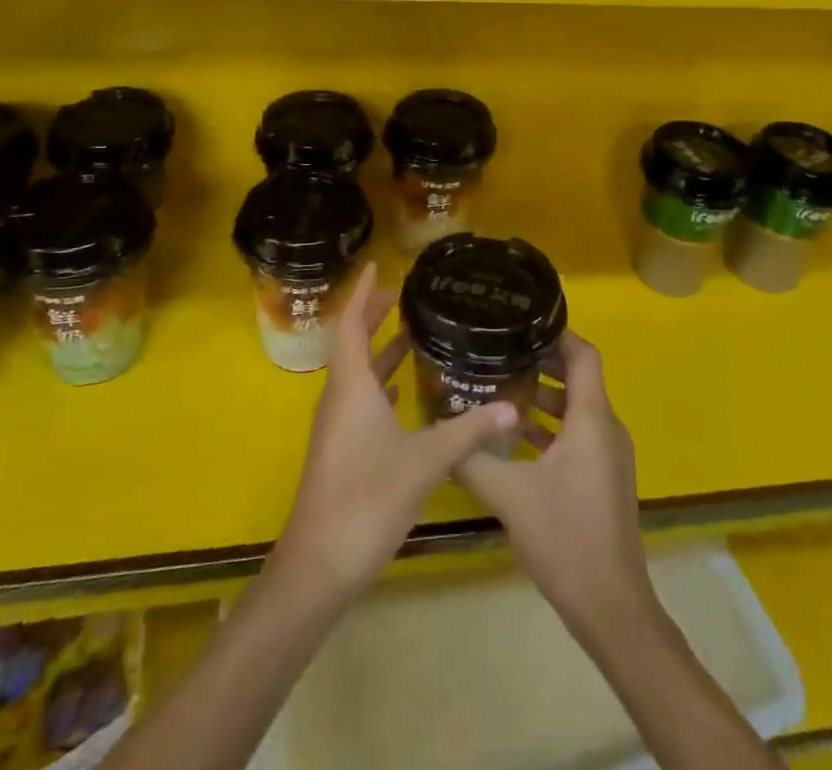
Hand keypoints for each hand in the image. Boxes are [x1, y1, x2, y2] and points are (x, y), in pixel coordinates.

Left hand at [273, 263, 519, 602]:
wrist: (319, 566)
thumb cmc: (367, 499)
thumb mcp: (425, 460)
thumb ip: (468, 430)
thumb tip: (511, 406)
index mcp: (351, 386)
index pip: (350, 324)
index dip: (362, 293)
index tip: (376, 266)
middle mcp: (339, 397)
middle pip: (352, 343)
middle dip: (374, 316)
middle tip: (404, 294)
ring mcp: (337, 426)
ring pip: (358, 373)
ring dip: (379, 349)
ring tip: (411, 331)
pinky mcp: (341, 449)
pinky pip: (361, 399)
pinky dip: (381, 382)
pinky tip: (404, 390)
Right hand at [455, 331, 654, 641]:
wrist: (611, 606)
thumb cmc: (565, 537)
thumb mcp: (509, 495)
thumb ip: (473, 458)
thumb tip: (442, 428)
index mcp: (591, 419)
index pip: (583, 354)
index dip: (557, 334)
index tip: (521, 324)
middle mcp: (606, 428)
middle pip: (578, 377)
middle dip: (541, 363)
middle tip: (500, 354)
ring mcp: (609, 455)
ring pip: (577, 408)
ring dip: (544, 397)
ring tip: (500, 391)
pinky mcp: (605, 478)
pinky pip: (579, 434)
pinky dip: (552, 427)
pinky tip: (515, 439)